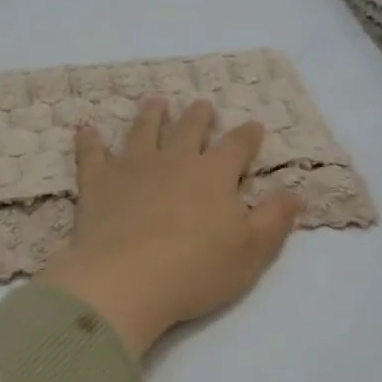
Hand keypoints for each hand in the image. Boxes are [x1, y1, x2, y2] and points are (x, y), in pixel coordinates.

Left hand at [36, 98, 301, 357]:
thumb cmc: (196, 269)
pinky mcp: (97, 182)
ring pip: (144, 131)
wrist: (126, 279)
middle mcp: (174, 160)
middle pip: (189, 129)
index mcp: (213, 175)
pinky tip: (86, 129)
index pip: (236, 146)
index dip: (247, 136)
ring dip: (151, 115)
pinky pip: (92, 153)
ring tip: (156, 102)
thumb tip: (295, 193)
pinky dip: (89, 140)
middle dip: (199, 116)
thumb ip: (274, 219)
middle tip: (202, 105)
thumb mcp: (251, 251)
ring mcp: (132, 167)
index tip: (254, 126)